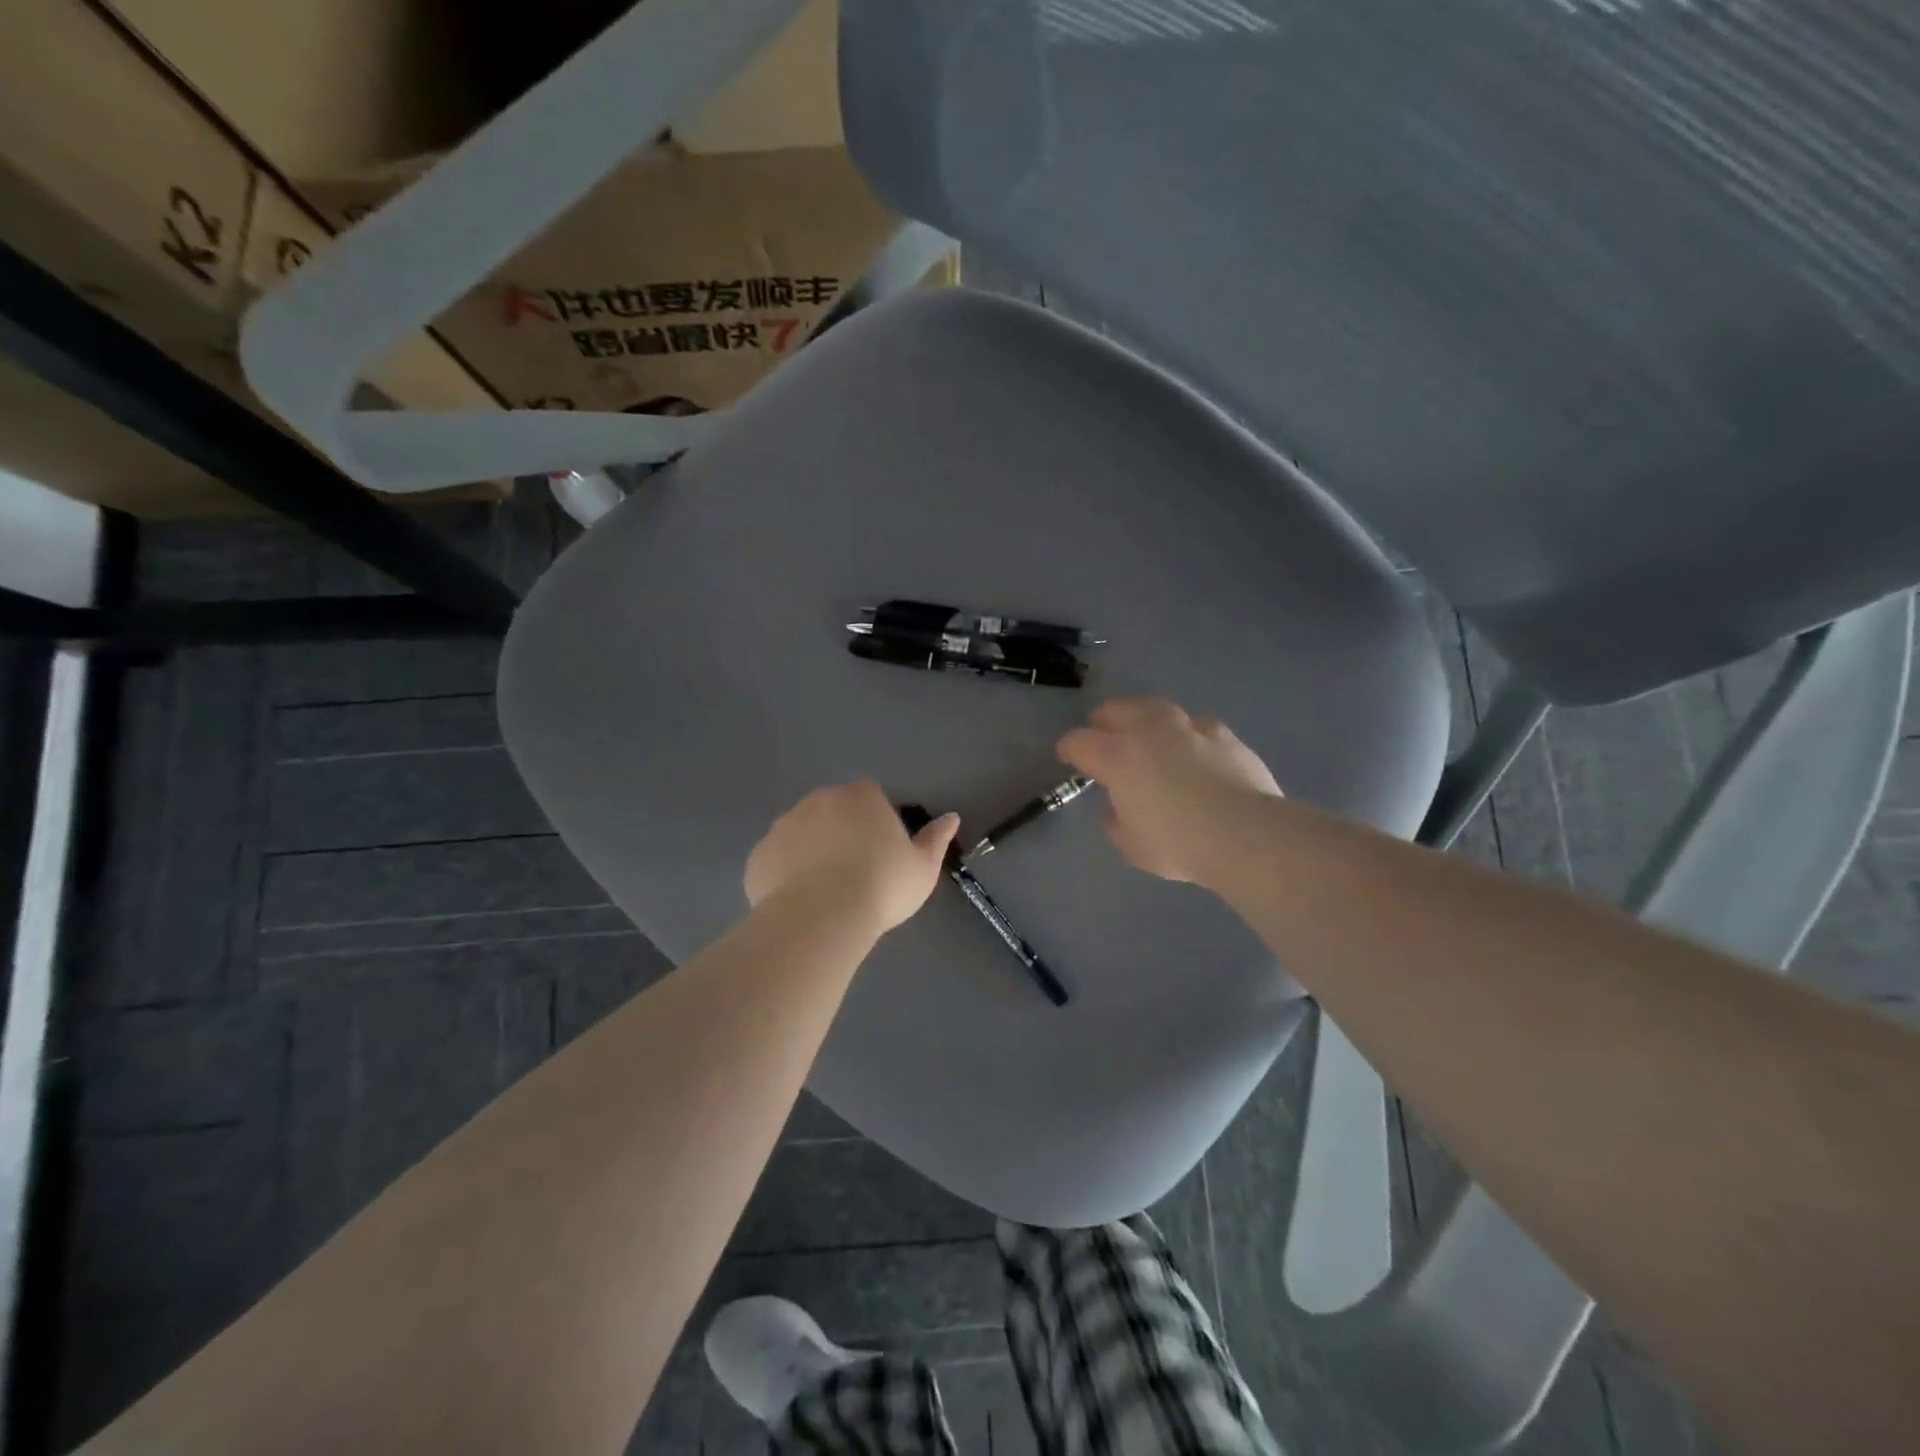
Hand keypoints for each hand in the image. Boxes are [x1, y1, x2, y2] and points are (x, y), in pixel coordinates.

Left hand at [745, 782, 959, 934]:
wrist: (821, 916)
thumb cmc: (881, 886)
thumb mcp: (922, 868)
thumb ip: (936, 839)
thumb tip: (951, 817)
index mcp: (861, 797)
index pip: (871, 798)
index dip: (877, 824)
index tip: (882, 855)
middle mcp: (819, 800)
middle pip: (834, 811)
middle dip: (842, 834)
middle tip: (855, 874)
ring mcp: (784, 825)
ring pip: (802, 834)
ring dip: (812, 852)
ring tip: (825, 893)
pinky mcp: (760, 855)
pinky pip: (777, 860)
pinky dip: (786, 875)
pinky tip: (799, 903)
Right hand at [1057, 698, 1281, 882]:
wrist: (1245, 834)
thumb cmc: (1178, 844)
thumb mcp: (1132, 845)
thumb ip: (1116, 821)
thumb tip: (1117, 809)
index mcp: (1117, 756)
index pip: (1079, 741)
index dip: (1069, 749)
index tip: (1068, 757)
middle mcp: (1148, 731)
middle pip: (1115, 709)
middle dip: (1103, 722)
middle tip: (1103, 737)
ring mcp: (1188, 728)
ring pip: (1156, 707)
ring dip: (1145, 719)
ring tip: (1148, 735)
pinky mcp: (1223, 734)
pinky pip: (1197, 725)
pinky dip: (1188, 734)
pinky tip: (1195, 749)